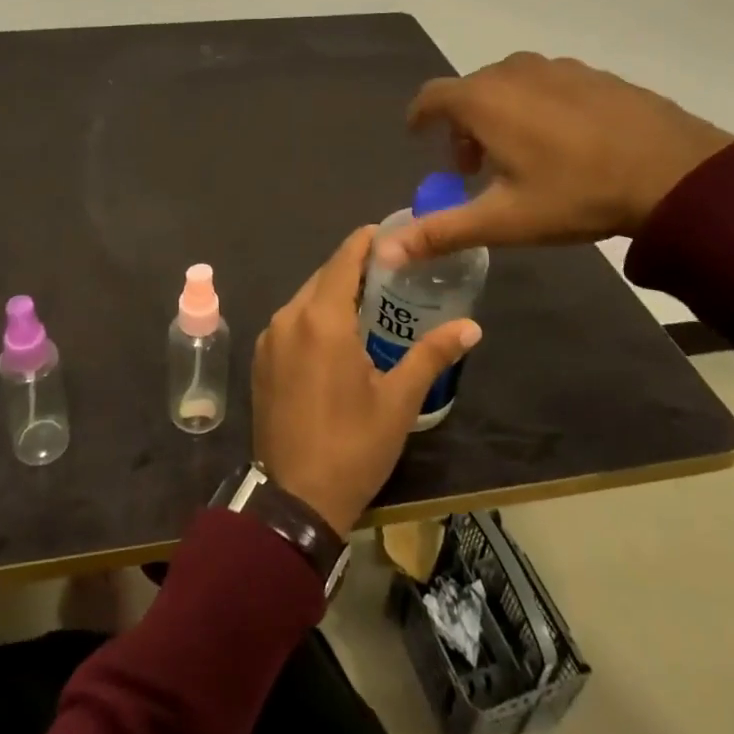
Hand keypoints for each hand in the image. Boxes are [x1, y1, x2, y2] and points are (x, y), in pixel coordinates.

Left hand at [253, 226, 481, 537]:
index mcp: (321, 318)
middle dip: (355, 270)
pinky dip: (315, 317)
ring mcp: (269, 338)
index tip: (391, 234)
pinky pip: (291, 322)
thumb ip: (432, 354)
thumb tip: (472, 327)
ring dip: (334, 294)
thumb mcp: (399, 400)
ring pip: (305, 299)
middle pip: (324, 276)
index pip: (344, 259)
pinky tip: (337, 336)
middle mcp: (289, 317)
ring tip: (370, 303)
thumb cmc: (352, 445)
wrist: (293, 499)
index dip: (367, 241)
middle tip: (392, 274)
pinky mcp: (261, 360)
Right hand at [380, 53, 733, 265]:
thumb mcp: (504, 220)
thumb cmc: (576, 194)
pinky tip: (564, 142)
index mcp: (483, 100)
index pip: (430, 97)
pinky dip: (536, 105)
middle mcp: (512, 71)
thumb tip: (384, 253)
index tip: (418, 138)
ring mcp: (556, 67)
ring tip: (519, 155)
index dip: (419, 118)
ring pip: (508, 85)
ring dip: (499, 114)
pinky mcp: (592, 73)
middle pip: (469, 92)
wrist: (677, 173)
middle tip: (475, 167)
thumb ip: (440, 231)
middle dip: (462, 126)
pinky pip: (546, 84)